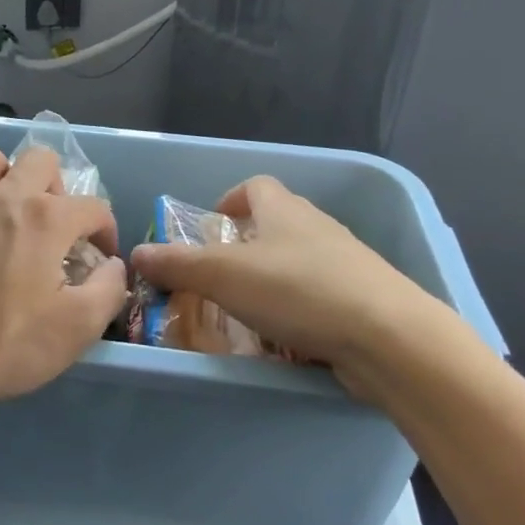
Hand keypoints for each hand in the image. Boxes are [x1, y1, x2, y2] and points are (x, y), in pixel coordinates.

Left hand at [0, 143, 125, 409]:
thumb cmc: (0, 342)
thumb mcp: (74, 330)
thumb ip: (107, 291)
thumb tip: (113, 267)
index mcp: (46, 218)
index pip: (94, 206)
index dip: (106, 230)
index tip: (100, 258)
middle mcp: (3, 197)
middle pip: (41, 159)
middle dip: (57, 186)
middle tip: (53, 226)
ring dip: (5, 178)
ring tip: (6, 215)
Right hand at [130, 175, 444, 391]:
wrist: (389, 337)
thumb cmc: (299, 291)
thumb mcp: (223, 275)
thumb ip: (176, 264)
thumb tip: (136, 253)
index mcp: (284, 210)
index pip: (255, 186)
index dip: (230, 199)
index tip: (211, 224)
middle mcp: (317, 227)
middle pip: (277, 223)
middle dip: (246, 244)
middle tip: (219, 275)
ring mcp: (346, 264)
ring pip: (298, 261)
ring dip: (271, 279)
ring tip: (245, 311)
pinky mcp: (363, 300)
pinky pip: (319, 296)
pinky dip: (298, 309)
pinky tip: (285, 338)